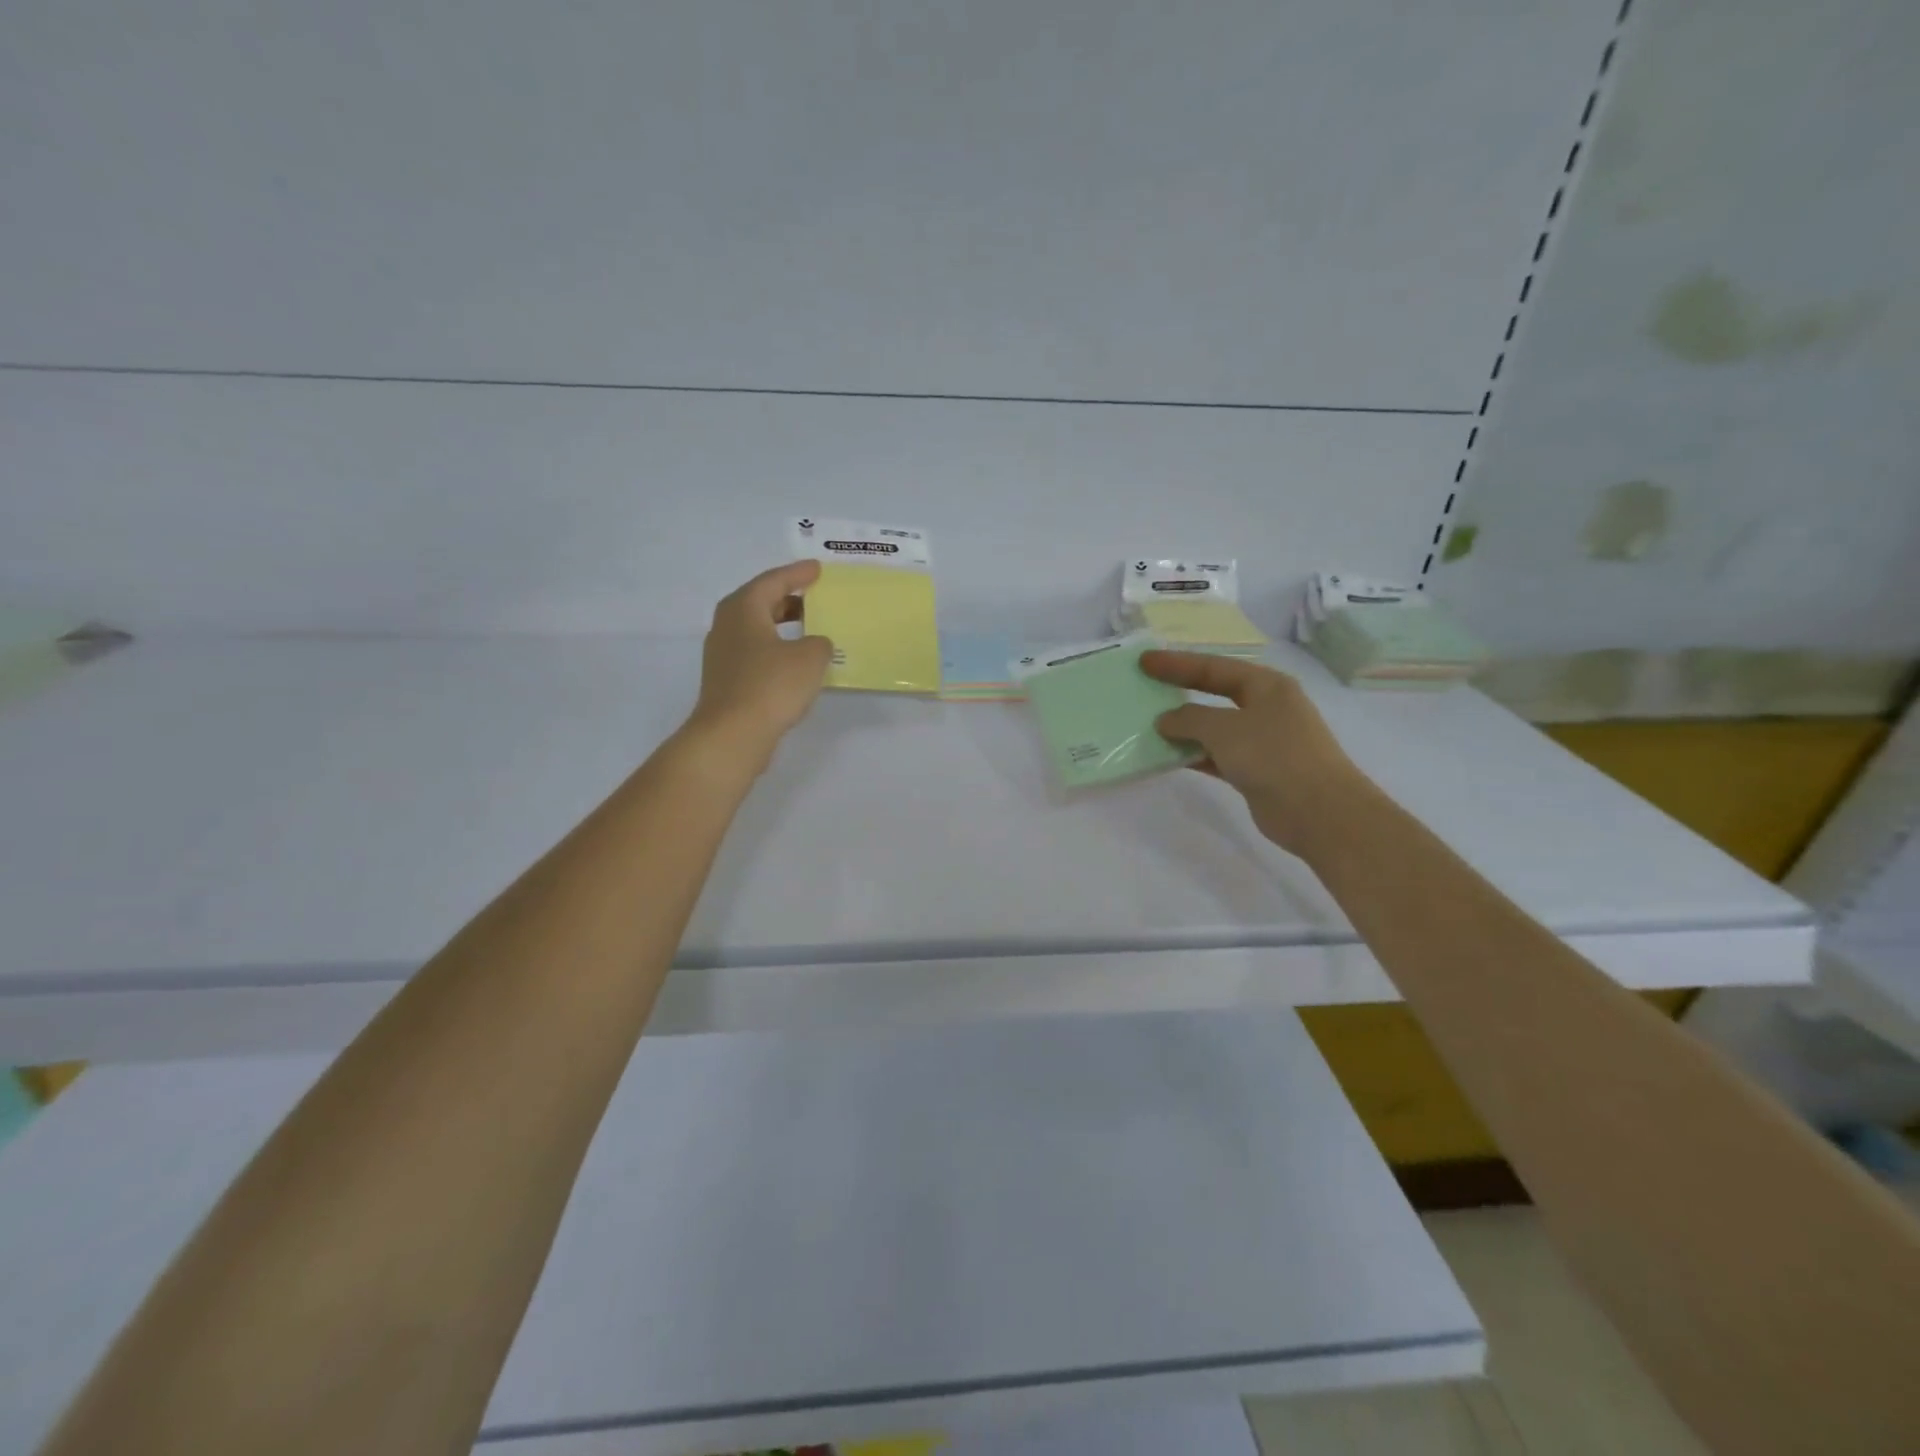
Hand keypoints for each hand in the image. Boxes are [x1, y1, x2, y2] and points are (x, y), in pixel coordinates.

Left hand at [685, 561, 833, 770]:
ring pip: (756, 629)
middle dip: (787, 598)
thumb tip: (815, 644)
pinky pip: (755, 653)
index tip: (817, 569)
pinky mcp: (726, 681)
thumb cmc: (770, 686)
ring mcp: (722, 655)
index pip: (773, 581)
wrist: (732, 735)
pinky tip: (794, 663)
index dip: (798, 574)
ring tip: (808, 628)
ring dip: (781, 626)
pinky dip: (776, 649)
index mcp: (743, 608)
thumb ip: (819, 643)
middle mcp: (727, 626)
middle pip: (759, 602)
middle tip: (814, 596)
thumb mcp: (809, 658)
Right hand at [1142, 650, 1371, 857]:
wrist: (1318, 812)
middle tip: (1146, 687)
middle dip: (1180, 690)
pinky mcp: (1256, 771)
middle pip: (1215, 693)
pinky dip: (1194, 755)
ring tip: (1148, 724)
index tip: (1144, 662)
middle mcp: (1267, 708)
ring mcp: (1263, 741)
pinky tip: (1168, 757)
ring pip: (1214, 727)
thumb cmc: (1273, 756)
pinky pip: (1216, 755)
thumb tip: (1165, 720)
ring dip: (1184, 728)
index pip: (1214, 667)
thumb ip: (1189, 718)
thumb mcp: (1224, 729)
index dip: (1177, 664)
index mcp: (1267, 685)